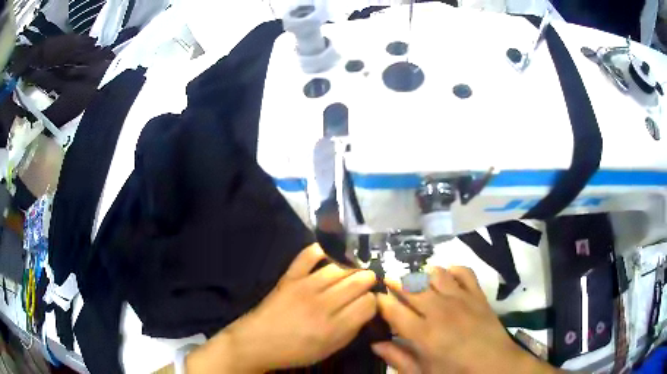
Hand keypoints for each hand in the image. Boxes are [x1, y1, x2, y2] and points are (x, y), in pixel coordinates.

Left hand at [186, 244, 377, 372]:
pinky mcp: (289, 277)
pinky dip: (320, 251)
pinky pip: (308, 256)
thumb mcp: (329, 350)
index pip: (368, 303)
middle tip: (366, 285)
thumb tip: (366, 310)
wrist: (257, 342)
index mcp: (334, 327)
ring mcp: (305, 287)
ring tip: (352, 273)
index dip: (373, 302)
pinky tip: (328, 255)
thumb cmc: (295, 351)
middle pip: (358, 281)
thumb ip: (351, 330)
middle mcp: (323, 304)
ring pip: (340, 268)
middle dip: (368, 281)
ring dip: (351, 269)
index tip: (370, 303)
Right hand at [373, 266, 561, 373]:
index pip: (394, 310)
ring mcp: (461, 299)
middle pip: (411, 288)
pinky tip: (446, 276)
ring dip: (422, 274)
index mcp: (424, 334)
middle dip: (396, 282)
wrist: (496, 366)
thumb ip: (398, 359)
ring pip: (435, 275)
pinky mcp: (478, 294)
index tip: (375, 298)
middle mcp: (440, 311)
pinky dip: (452, 269)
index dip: (381, 301)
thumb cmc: (456, 373)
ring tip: (415, 280)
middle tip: (389, 281)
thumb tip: (375, 344)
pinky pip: (464, 272)